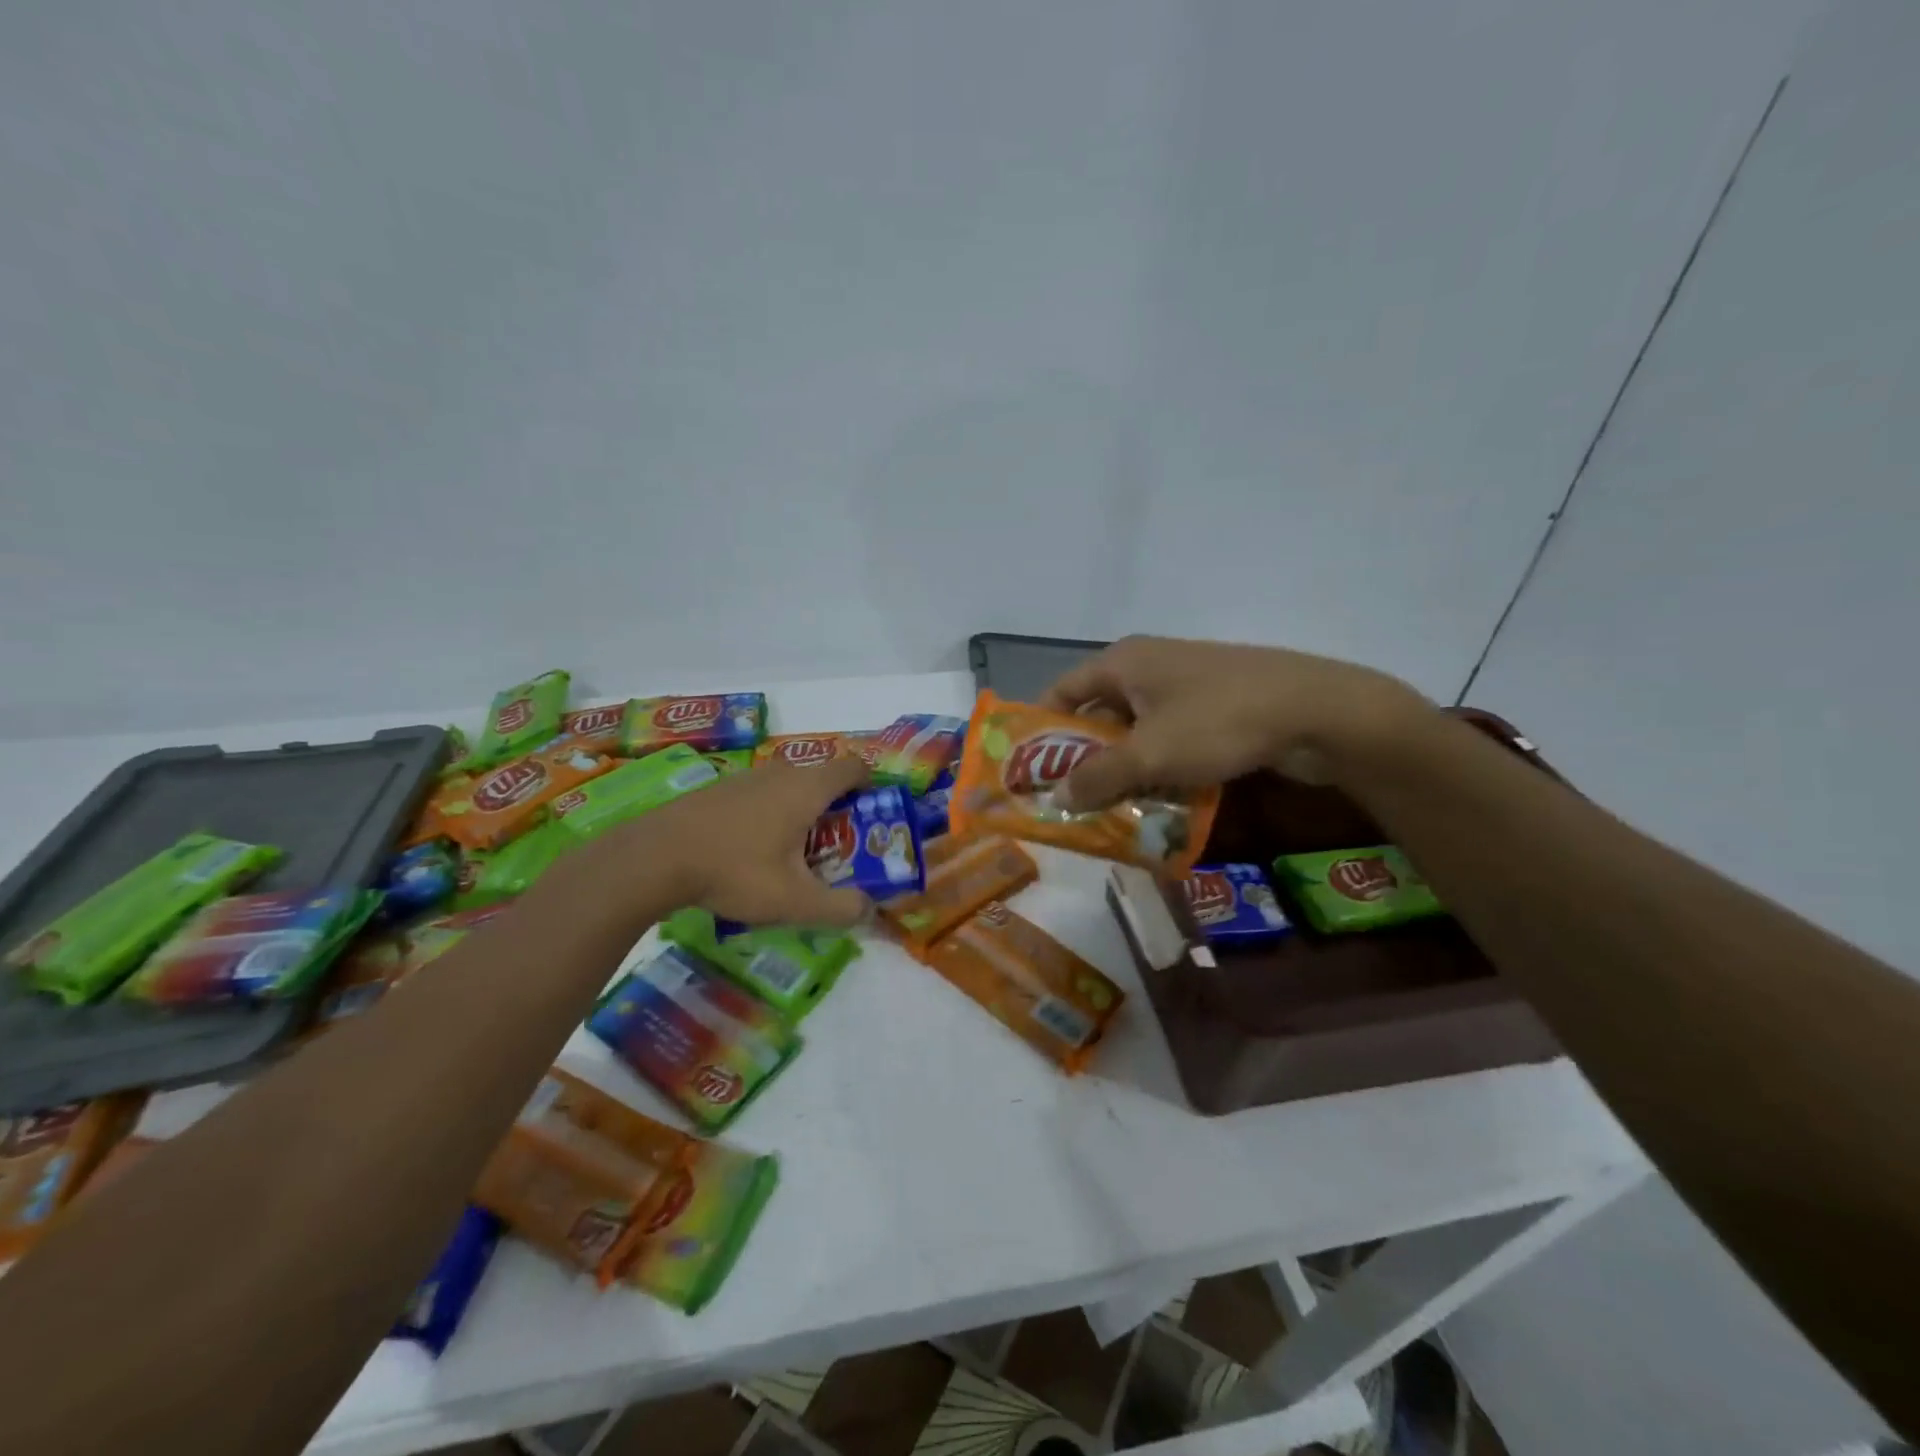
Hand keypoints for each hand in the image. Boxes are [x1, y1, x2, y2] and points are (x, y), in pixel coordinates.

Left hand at [590, 753, 873, 927]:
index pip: (854, 767)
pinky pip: (761, 795)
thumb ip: (840, 908)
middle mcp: (781, 773)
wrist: (654, 858)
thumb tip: (868, 909)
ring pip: (790, 788)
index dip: (871, 788)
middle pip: (823, 779)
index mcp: (807, 789)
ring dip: (801, 814)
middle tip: (836, 850)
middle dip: (837, 811)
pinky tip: (751, 853)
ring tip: (793, 857)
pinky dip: (770, 816)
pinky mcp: (720, 789)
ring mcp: (746, 777)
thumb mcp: (794, 901)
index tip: (871, 819)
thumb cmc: (735, 871)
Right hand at [1041, 636, 1429, 808]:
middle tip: (1069, 801)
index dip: (1042, 730)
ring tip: (1109, 810)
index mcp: (1123, 662)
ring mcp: (1185, 684)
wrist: (1318, 710)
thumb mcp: (1149, 754)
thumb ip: (1096, 777)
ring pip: (1136, 730)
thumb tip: (1055, 798)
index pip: (1062, 691)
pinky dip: (1158, 766)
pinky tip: (1157, 800)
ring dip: (1122, 768)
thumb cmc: (1218, 722)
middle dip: (1083, 758)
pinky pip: (1170, 736)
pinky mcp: (1215, 705)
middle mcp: (1148, 666)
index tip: (1030, 772)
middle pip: (1097, 713)